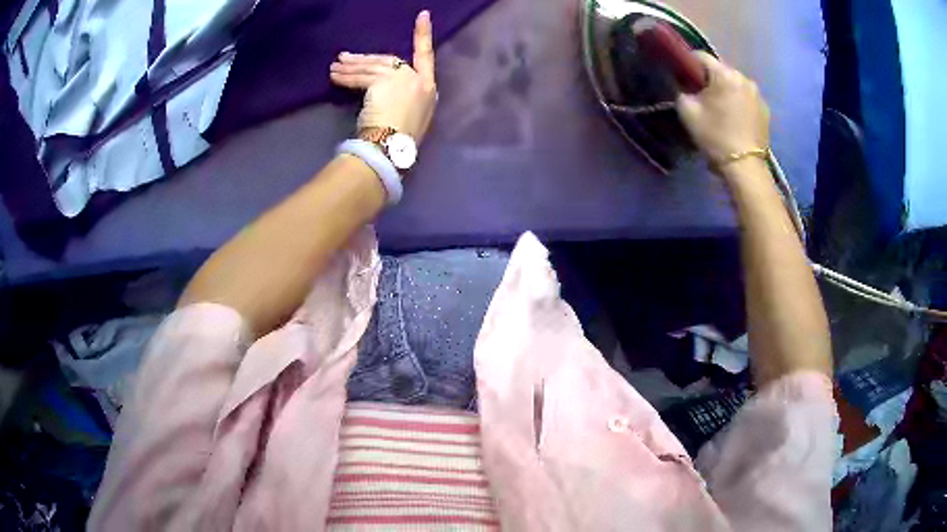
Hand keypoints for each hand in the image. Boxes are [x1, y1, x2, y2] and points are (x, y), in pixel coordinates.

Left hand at [330, 11, 437, 143]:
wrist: (394, 149)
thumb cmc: (402, 142)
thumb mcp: (410, 118)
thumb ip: (403, 100)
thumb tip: (385, 95)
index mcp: (428, 89)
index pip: (426, 56)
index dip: (423, 35)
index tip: (422, 15)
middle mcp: (418, 79)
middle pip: (389, 61)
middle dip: (365, 59)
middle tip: (344, 58)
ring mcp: (403, 78)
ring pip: (372, 67)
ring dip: (351, 67)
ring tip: (334, 68)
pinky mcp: (384, 80)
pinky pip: (361, 76)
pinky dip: (346, 77)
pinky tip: (335, 76)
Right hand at [676, 52, 769, 167]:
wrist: (745, 167)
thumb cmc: (715, 136)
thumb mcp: (687, 112)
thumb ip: (681, 91)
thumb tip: (683, 86)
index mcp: (724, 74)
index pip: (700, 56)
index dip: (688, 64)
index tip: (683, 78)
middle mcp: (744, 78)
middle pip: (720, 70)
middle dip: (710, 80)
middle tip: (702, 97)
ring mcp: (757, 94)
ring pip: (735, 84)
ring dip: (726, 91)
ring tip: (720, 109)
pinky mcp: (765, 110)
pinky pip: (747, 98)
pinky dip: (739, 103)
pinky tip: (734, 119)